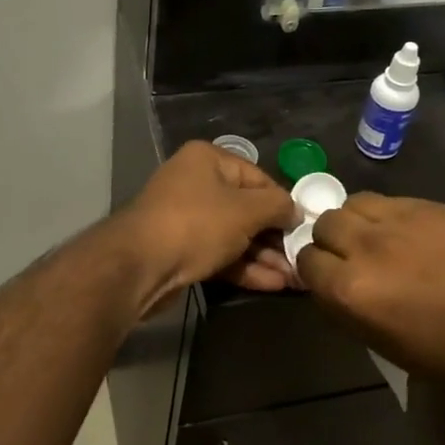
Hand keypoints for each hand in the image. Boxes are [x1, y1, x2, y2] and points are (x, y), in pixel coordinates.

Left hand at [115, 141, 298, 312]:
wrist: (139, 266)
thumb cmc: (197, 224)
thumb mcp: (246, 210)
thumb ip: (277, 206)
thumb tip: (295, 211)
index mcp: (208, 160)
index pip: (258, 177)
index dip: (283, 203)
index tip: (304, 228)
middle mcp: (195, 183)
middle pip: (246, 208)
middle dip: (274, 237)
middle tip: (301, 259)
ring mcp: (186, 218)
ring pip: (234, 235)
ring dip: (264, 256)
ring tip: (294, 278)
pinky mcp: (181, 250)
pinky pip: (220, 254)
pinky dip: (244, 267)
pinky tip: (273, 284)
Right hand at [295, 193, 444, 395]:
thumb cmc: (442, 356)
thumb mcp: (376, 340)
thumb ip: (342, 304)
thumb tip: (327, 281)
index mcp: (349, 288)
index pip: (305, 259)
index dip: (315, 269)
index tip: (328, 276)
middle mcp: (367, 247)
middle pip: (326, 223)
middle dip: (331, 239)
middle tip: (351, 255)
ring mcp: (401, 221)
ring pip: (355, 202)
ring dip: (357, 220)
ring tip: (376, 237)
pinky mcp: (432, 208)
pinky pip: (393, 200)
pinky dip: (391, 216)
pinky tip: (410, 235)